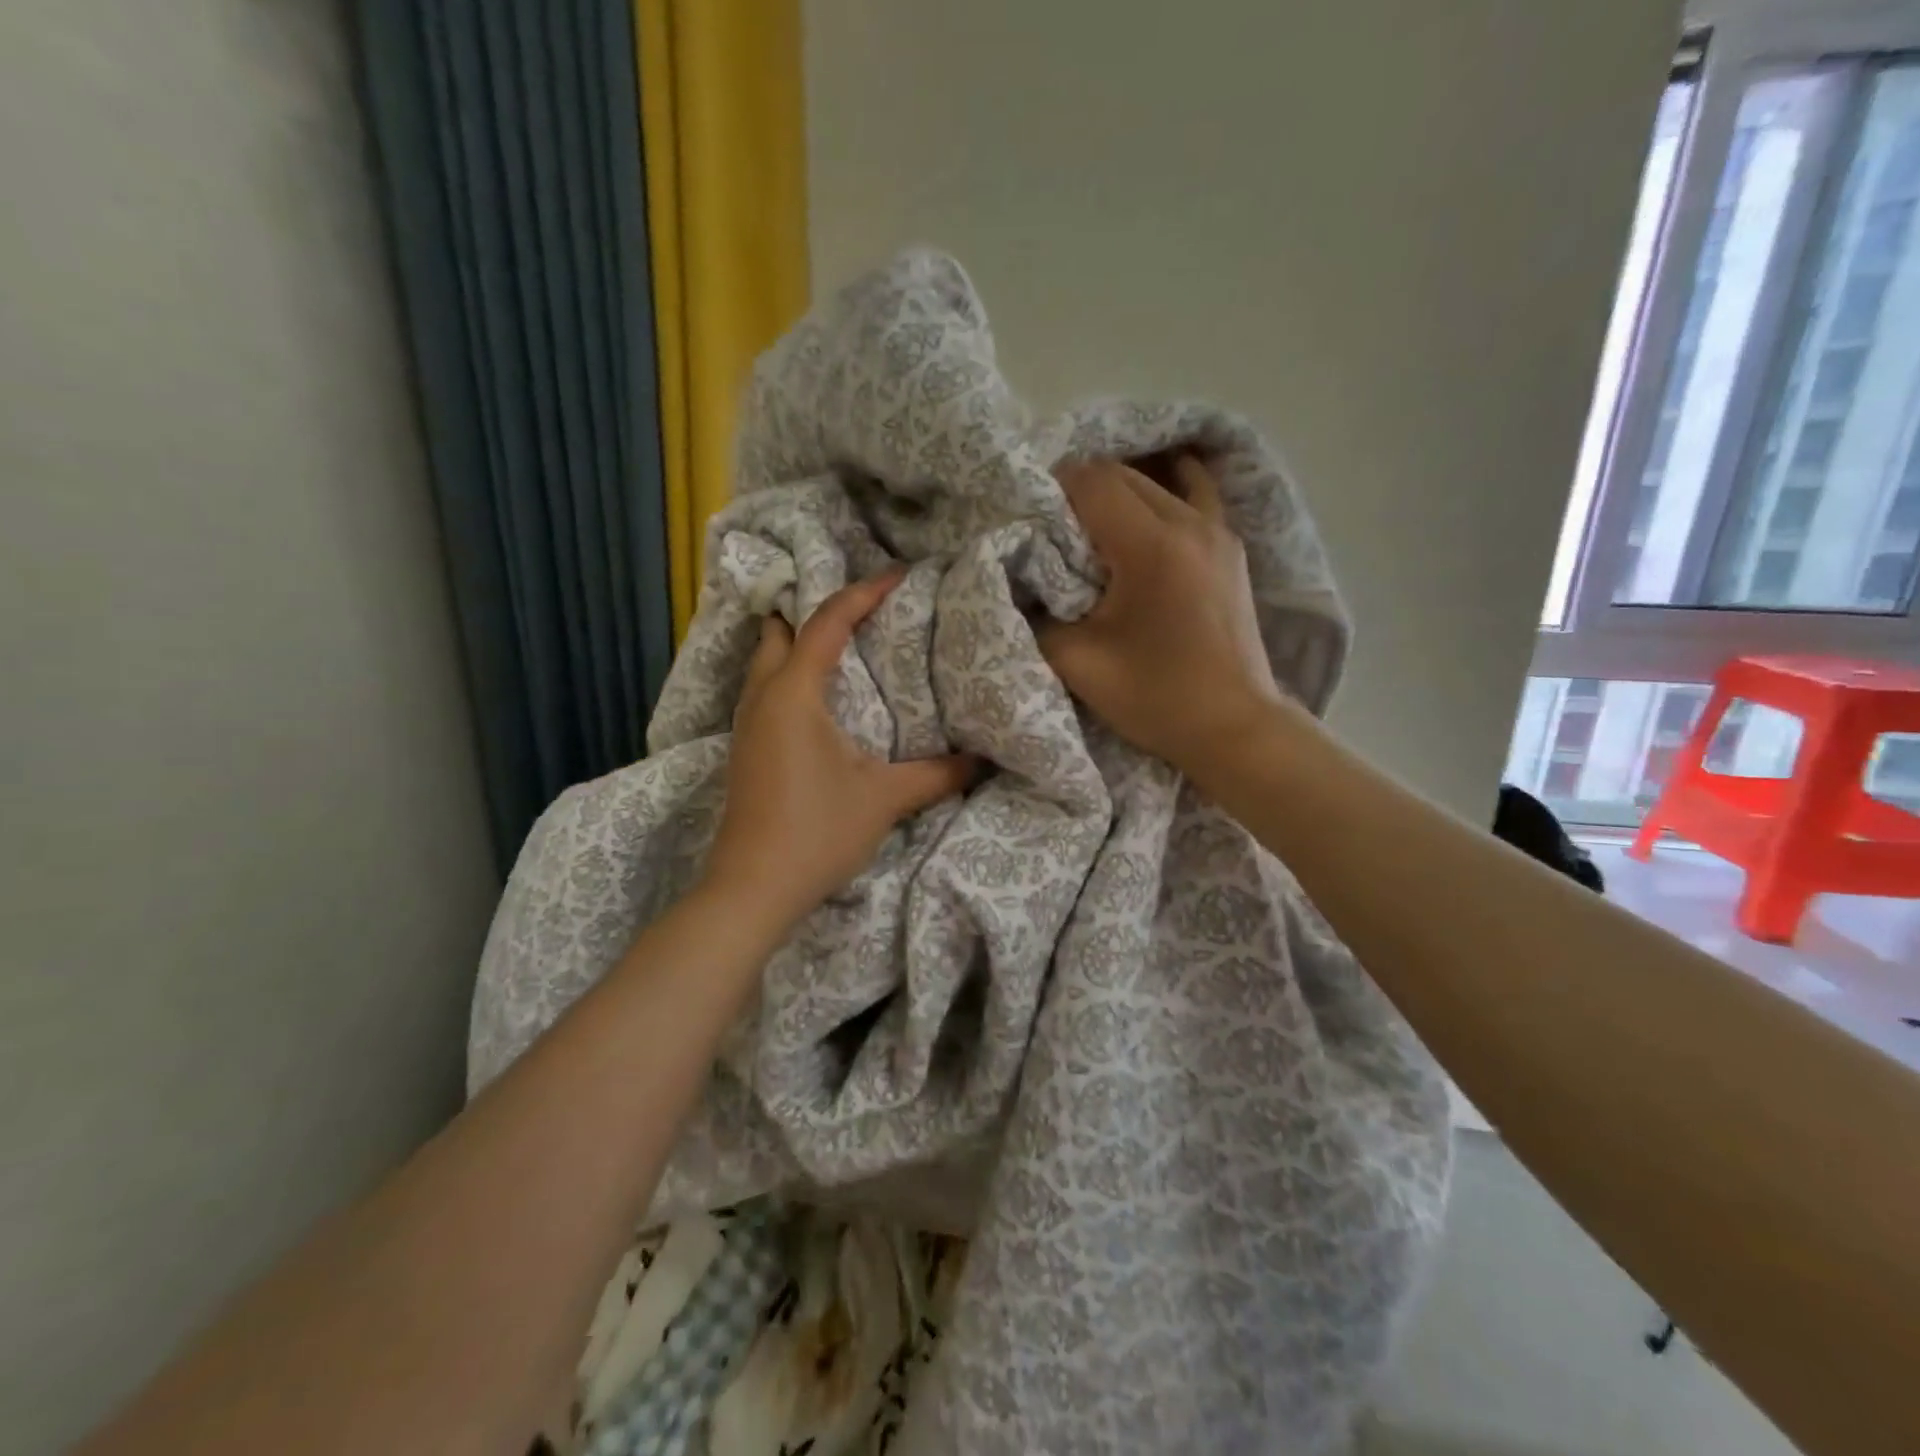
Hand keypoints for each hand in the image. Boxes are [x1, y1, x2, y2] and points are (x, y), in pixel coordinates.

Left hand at [703, 569, 976, 930]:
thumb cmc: (818, 832)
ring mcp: (747, 725)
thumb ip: (937, 774)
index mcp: (794, 693)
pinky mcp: (745, 750)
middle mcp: (762, 697)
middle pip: (782, 631)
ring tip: (844, 644)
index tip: (899, 577)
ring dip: (799, 643)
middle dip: (818, 611)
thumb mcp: (885, 798)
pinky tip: (819, 698)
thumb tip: (982, 760)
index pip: (827, 623)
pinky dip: (790, 675)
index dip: (864, 593)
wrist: (752, 889)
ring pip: (767, 661)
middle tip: (863, 610)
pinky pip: (765, 690)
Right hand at [1040, 457, 1286, 771]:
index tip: (1031, 521)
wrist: (1234, 728)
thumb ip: (1037, 616)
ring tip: (1093, 531)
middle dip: (1080, 492)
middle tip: (1055, 532)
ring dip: (1117, 496)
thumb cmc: (1156, 698)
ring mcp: (1218, 531)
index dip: (1052, 490)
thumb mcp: (1078, 663)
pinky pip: (1192, 497)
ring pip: (1156, 483)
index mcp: (1152, 546)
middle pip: (1122, 475)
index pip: (1091, 481)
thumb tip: (1022, 584)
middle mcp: (1190, 523)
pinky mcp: (1230, 548)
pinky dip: (1161, 497)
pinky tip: (1144, 516)